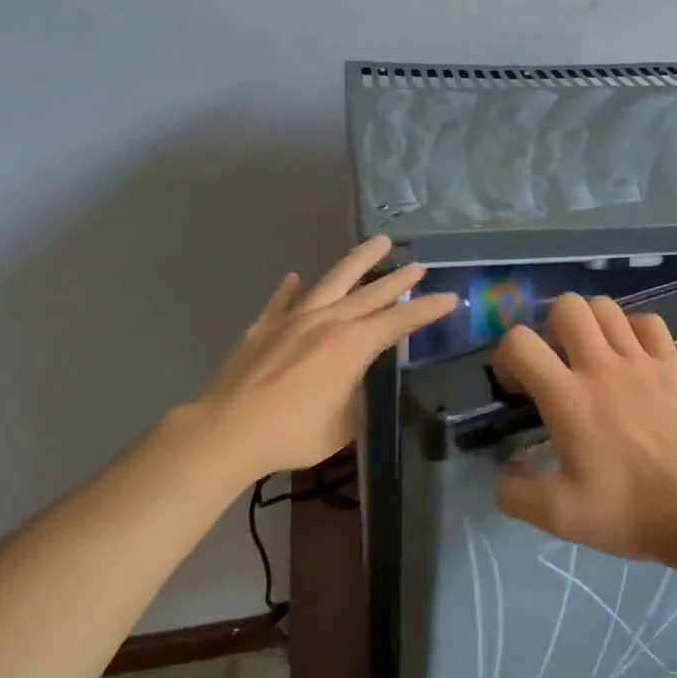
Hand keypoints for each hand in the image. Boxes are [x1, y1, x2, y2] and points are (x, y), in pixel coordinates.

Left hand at [184, 236, 457, 482]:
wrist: (227, 431)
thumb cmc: (292, 434)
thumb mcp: (341, 427)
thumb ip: (354, 400)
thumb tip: (354, 388)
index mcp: (352, 345)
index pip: (398, 322)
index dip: (427, 310)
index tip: (449, 299)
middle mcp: (327, 322)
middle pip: (370, 294)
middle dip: (398, 279)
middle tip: (419, 266)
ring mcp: (293, 319)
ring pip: (332, 281)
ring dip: (358, 261)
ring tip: (378, 243)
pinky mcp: (264, 327)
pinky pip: (283, 301)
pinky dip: (292, 290)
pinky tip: (296, 279)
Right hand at [492, 294, 676, 562]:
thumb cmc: (630, 511)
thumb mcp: (560, 517)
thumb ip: (516, 494)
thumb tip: (502, 473)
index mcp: (569, 398)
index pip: (520, 342)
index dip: (507, 356)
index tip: (518, 388)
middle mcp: (602, 367)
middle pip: (567, 306)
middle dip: (549, 327)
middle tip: (555, 363)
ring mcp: (642, 361)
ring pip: (606, 307)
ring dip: (589, 324)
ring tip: (589, 357)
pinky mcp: (673, 365)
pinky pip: (649, 322)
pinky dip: (632, 329)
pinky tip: (630, 357)